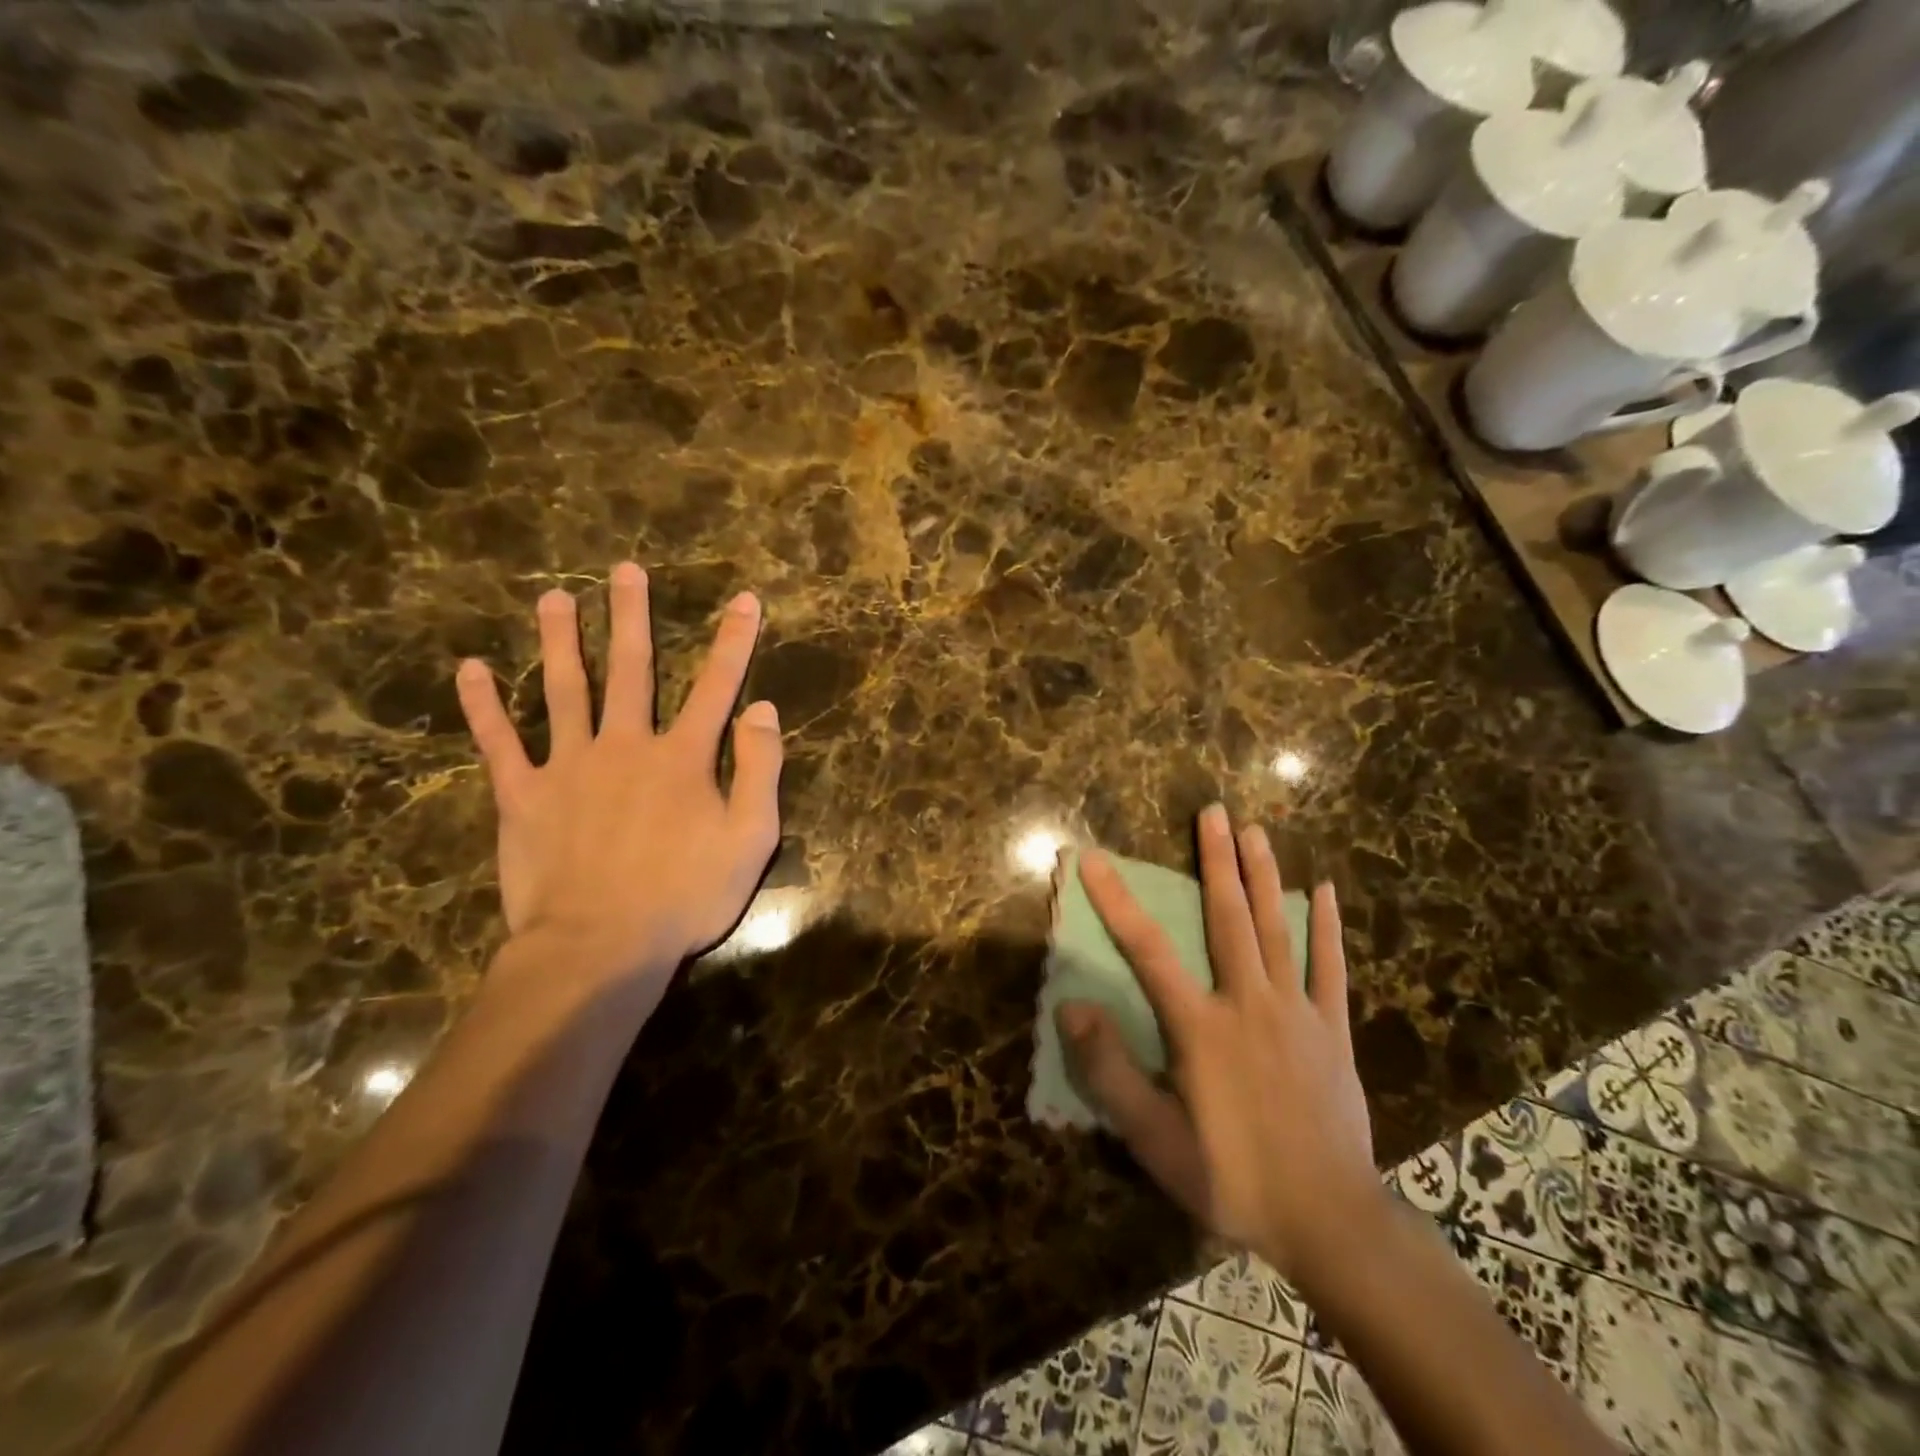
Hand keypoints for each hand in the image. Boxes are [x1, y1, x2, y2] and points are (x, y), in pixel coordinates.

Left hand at [454, 562, 782, 983]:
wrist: (601, 946)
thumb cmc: (686, 896)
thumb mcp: (751, 838)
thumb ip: (759, 769)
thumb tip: (761, 708)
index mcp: (683, 757)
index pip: (716, 685)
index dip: (733, 641)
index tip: (744, 599)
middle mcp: (626, 745)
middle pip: (632, 669)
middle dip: (632, 617)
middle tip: (624, 570)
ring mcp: (569, 766)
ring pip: (565, 690)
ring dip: (561, 641)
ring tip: (554, 598)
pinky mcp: (523, 796)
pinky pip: (499, 742)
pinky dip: (483, 705)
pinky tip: (471, 669)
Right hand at [1059, 805, 1378, 1276]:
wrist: (1329, 1221)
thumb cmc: (1232, 1178)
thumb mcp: (1155, 1140)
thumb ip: (1110, 1072)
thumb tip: (1070, 1008)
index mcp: (1200, 1026)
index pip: (1147, 949)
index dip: (1116, 900)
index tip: (1093, 857)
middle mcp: (1247, 1002)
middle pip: (1227, 917)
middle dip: (1216, 860)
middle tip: (1213, 810)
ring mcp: (1297, 1012)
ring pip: (1277, 929)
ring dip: (1264, 875)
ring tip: (1255, 830)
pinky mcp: (1332, 1030)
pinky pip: (1330, 968)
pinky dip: (1327, 927)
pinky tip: (1325, 891)